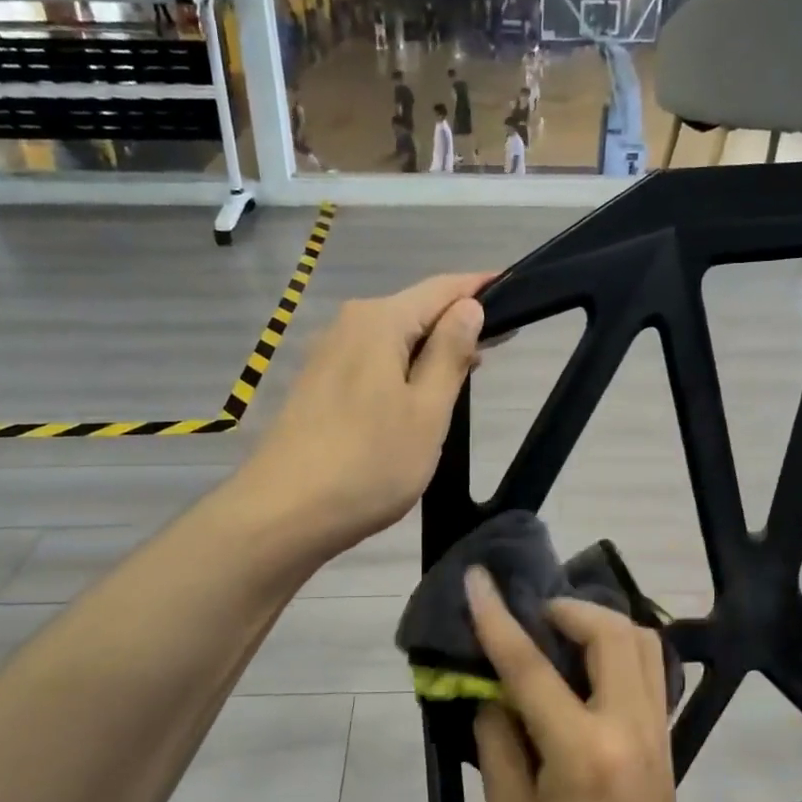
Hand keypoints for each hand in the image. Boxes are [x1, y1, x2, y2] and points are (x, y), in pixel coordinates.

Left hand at [246, 272, 487, 558]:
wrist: (284, 514)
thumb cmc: (369, 463)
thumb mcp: (427, 411)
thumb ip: (450, 354)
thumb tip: (468, 307)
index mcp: (379, 321)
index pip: (442, 288)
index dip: (480, 288)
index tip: (518, 294)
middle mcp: (349, 325)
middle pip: (415, 311)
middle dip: (457, 323)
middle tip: (501, 347)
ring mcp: (328, 356)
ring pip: (393, 339)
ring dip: (431, 350)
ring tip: (468, 372)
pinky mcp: (318, 386)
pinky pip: (372, 362)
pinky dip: (403, 369)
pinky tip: (419, 395)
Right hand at [466, 568, 699, 801]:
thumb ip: (498, 741)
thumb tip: (492, 689)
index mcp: (581, 751)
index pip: (531, 667)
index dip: (498, 619)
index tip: (477, 579)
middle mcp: (627, 726)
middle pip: (609, 633)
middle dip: (567, 609)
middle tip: (533, 617)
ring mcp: (656, 728)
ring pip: (641, 640)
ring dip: (600, 622)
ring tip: (562, 634)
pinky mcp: (666, 735)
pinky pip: (651, 666)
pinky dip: (621, 645)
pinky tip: (590, 664)